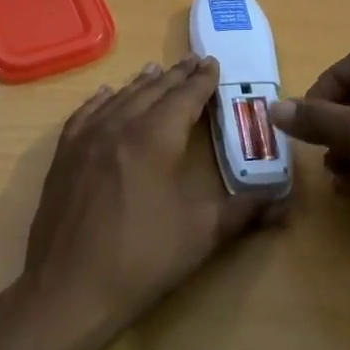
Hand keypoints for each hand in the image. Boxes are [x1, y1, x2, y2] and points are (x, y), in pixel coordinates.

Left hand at [21, 57, 284, 341]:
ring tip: (156, 70)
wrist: (69, 288)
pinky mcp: (64, 156)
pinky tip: (105, 94)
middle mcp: (119, 126)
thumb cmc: (142, 259)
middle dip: (176, 76)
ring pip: (119, 98)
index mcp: (155, 139)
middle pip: (152, 91)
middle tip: (193, 61)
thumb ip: (244, 212)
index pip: (184, 98)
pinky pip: (84, 114)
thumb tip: (285, 204)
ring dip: (141, 83)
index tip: (213, 64)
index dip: (202, 81)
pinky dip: (100, 100)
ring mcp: (86, 139)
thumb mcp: (201, 235)